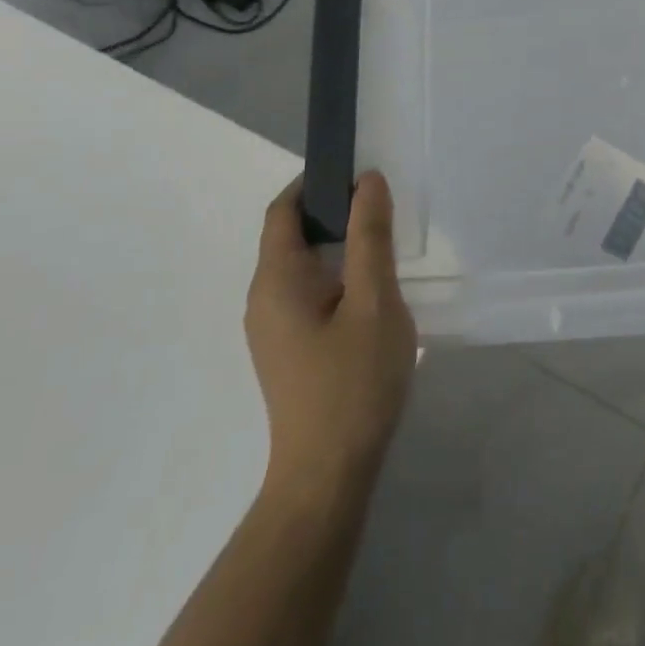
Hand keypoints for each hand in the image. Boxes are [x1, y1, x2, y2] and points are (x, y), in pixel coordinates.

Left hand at [245, 173, 416, 503]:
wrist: (328, 474)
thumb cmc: (353, 382)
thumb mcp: (374, 301)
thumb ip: (370, 237)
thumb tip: (368, 181)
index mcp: (276, 280)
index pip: (283, 210)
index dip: (315, 182)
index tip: (356, 170)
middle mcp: (262, 298)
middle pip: (290, 234)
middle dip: (331, 210)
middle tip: (381, 202)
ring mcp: (272, 327)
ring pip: (301, 265)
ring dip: (336, 242)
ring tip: (382, 239)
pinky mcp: (287, 348)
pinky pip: (306, 290)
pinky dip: (334, 272)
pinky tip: (370, 286)